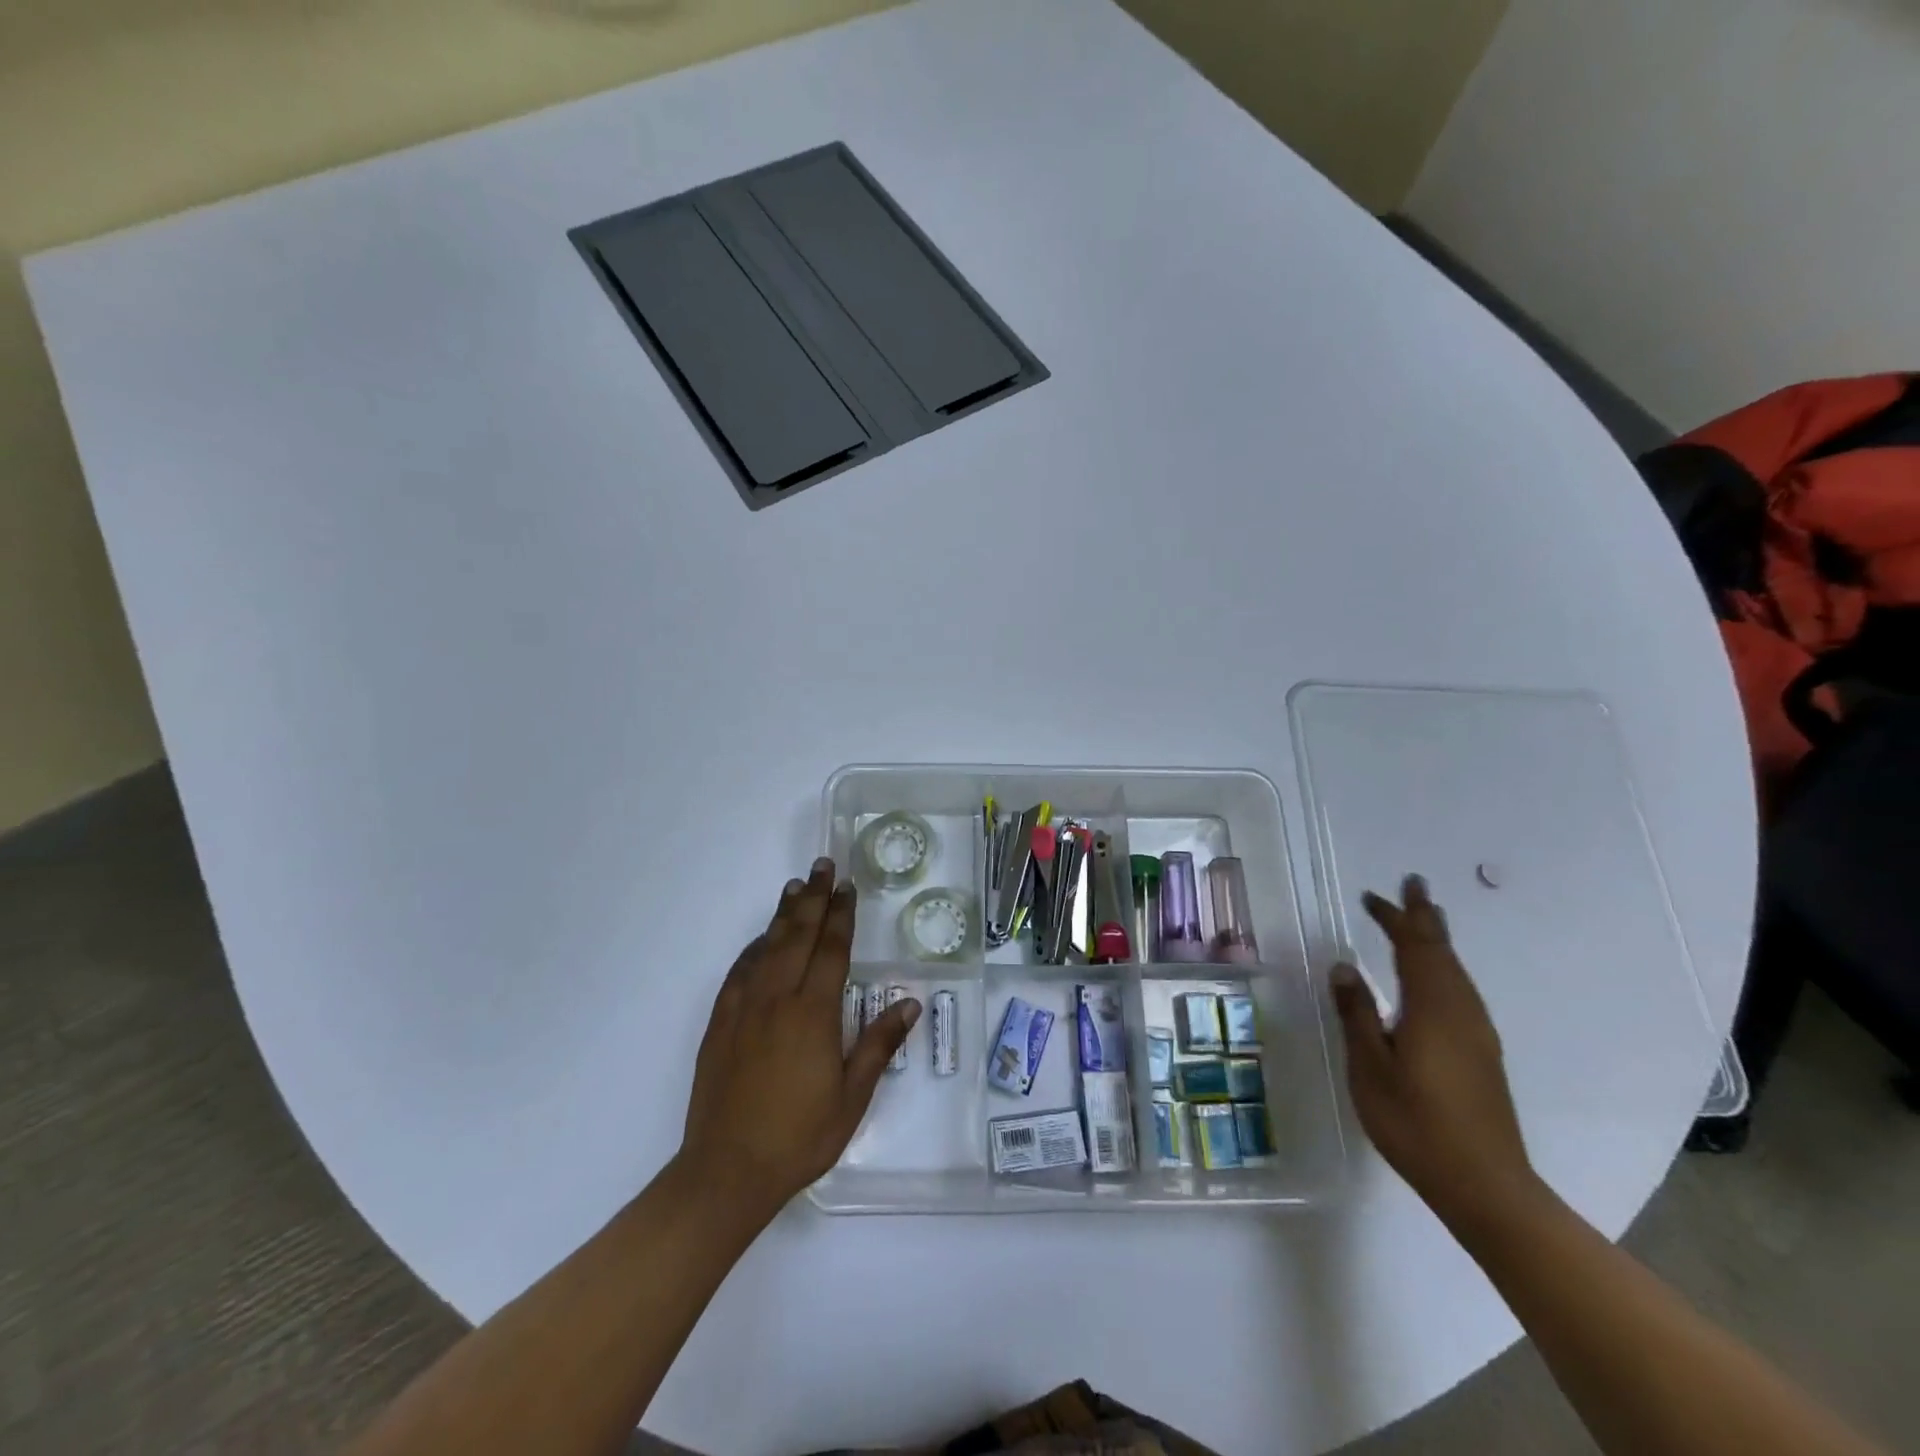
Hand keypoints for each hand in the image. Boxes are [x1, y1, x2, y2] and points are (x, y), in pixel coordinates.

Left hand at [679, 858, 918, 1218]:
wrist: (726, 1171)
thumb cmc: (799, 1137)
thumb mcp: (851, 1098)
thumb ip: (878, 1045)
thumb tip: (909, 1003)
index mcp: (813, 1013)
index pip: (831, 950)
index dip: (841, 915)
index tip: (847, 887)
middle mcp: (777, 999)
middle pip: (797, 935)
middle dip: (813, 898)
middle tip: (822, 866)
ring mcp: (743, 1008)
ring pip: (767, 947)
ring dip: (784, 914)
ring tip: (795, 887)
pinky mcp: (720, 1023)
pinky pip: (740, 971)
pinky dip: (754, 947)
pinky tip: (761, 940)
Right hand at [1330, 875, 1538, 1226]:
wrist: (1486, 1187)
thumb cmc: (1416, 1124)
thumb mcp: (1370, 1068)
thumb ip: (1357, 1014)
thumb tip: (1344, 966)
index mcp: (1431, 1009)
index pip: (1414, 948)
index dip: (1396, 918)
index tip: (1376, 894)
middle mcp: (1461, 1012)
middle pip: (1442, 953)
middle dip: (1424, 918)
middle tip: (1412, 887)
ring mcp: (1477, 1033)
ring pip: (1456, 971)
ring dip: (1436, 941)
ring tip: (1424, 920)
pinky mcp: (1482, 1053)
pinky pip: (1460, 991)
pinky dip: (1444, 967)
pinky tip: (1435, 977)